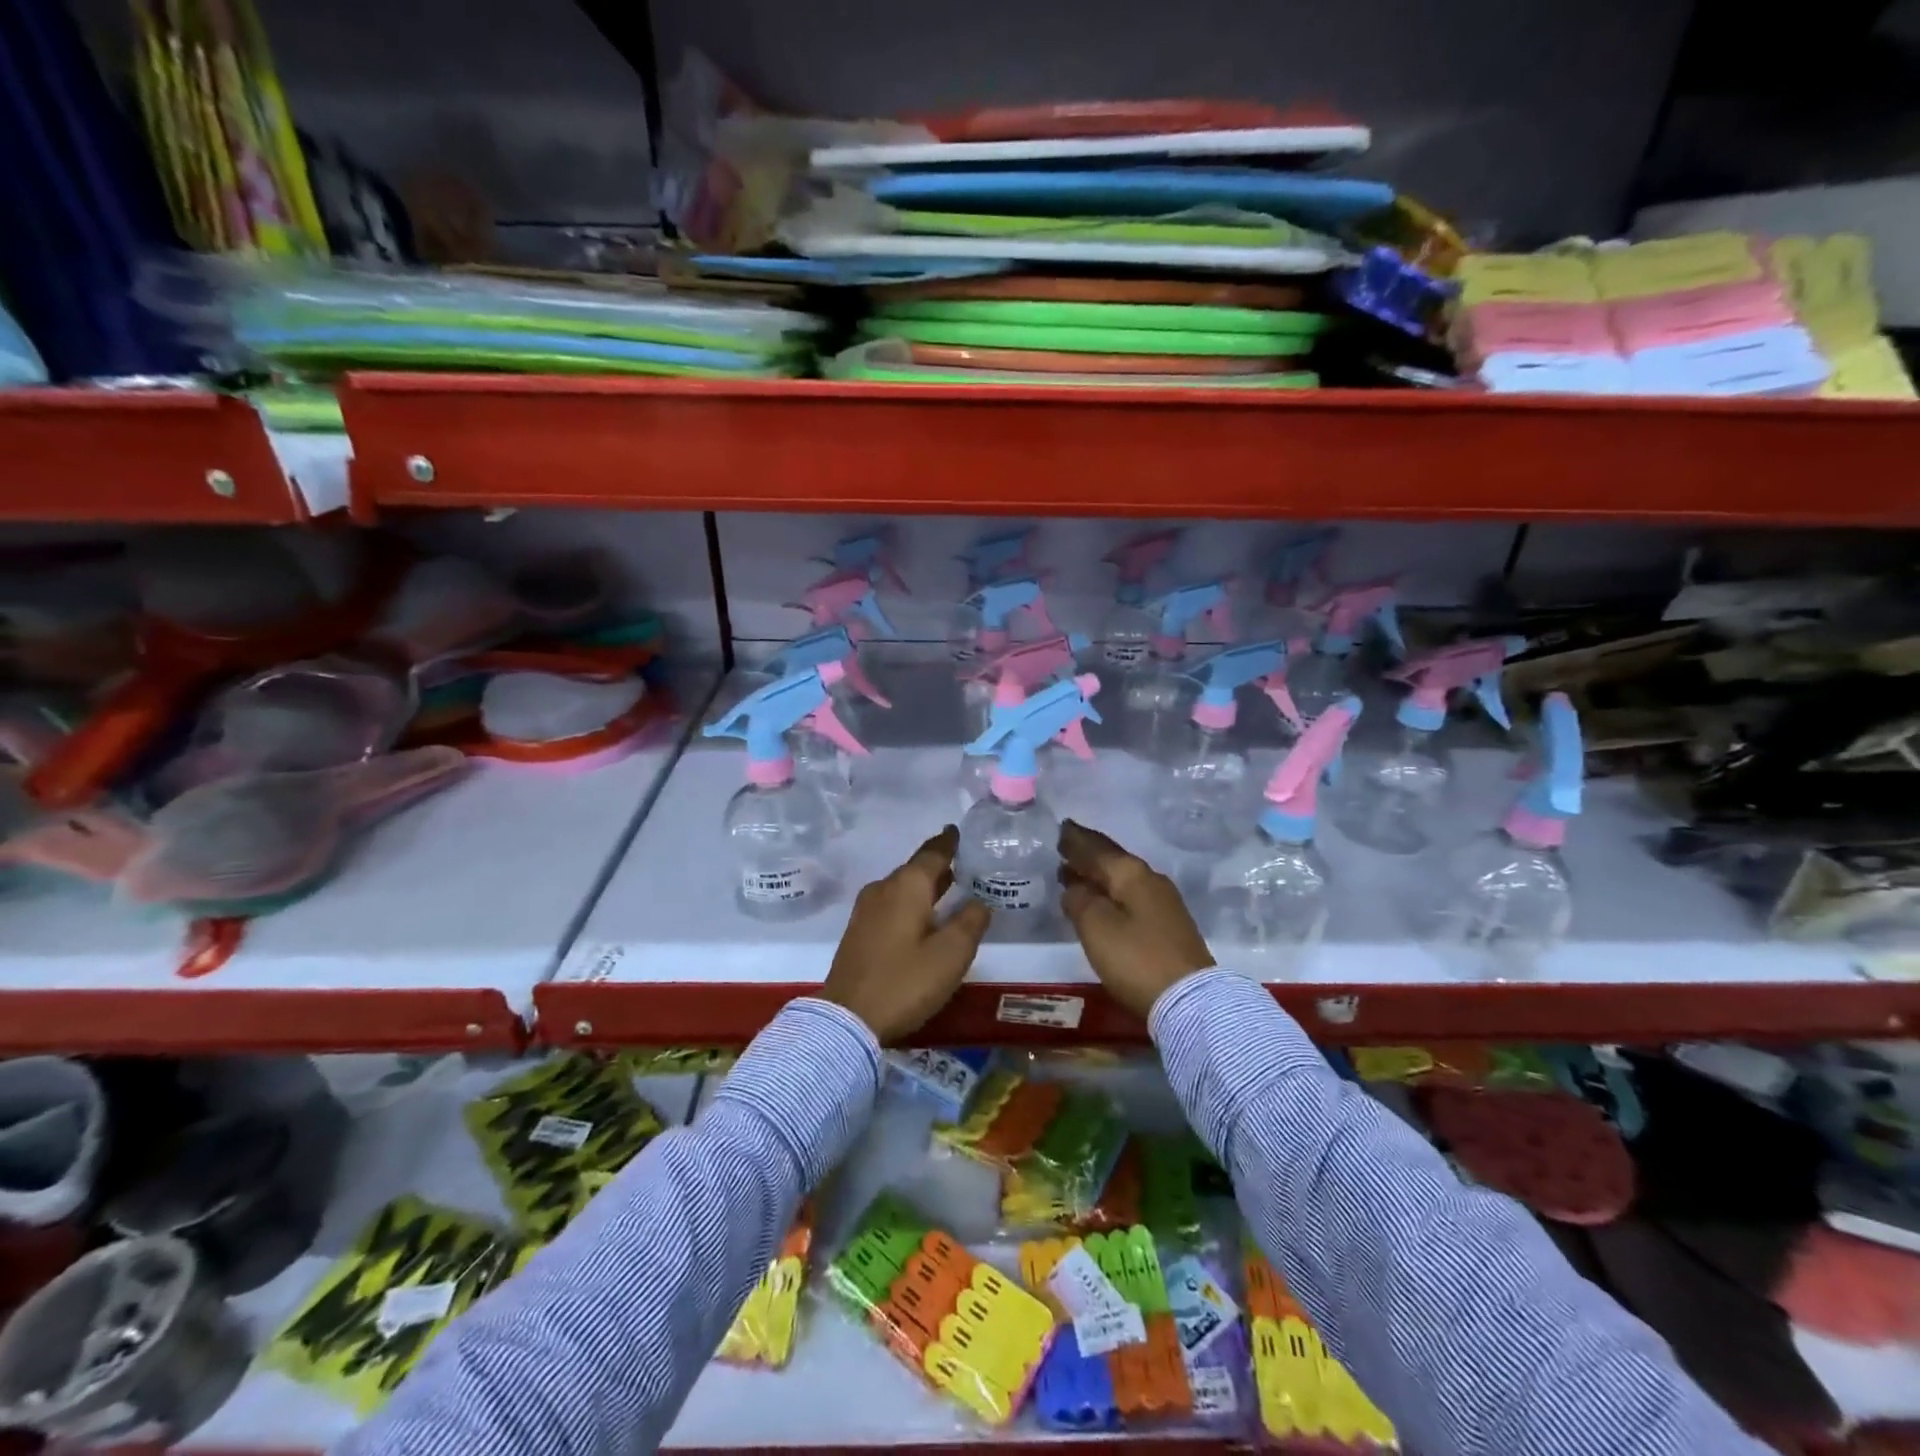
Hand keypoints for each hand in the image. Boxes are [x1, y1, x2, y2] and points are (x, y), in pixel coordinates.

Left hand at [820, 825, 991, 1042]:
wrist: (847, 1019)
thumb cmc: (905, 981)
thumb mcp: (951, 954)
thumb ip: (971, 922)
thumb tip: (979, 902)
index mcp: (906, 886)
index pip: (932, 853)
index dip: (949, 842)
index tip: (959, 830)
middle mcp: (883, 889)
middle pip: (916, 869)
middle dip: (939, 865)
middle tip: (966, 862)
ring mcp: (866, 910)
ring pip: (902, 887)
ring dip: (925, 885)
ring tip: (950, 887)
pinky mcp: (859, 931)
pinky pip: (891, 903)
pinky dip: (911, 902)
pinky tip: (924, 916)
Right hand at [1058, 819, 1214, 1019]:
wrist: (1189, 1000)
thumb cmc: (1136, 959)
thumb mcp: (1096, 927)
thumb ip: (1079, 900)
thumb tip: (1073, 886)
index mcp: (1131, 873)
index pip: (1097, 848)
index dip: (1076, 839)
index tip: (1060, 828)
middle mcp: (1150, 880)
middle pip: (1112, 860)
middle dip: (1087, 853)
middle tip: (1064, 845)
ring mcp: (1162, 903)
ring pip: (1121, 879)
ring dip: (1097, 874)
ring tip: (1074, 872)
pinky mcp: (1167, 925)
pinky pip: (1130, 896)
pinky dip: (1110, 892)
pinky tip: (1100, 900)